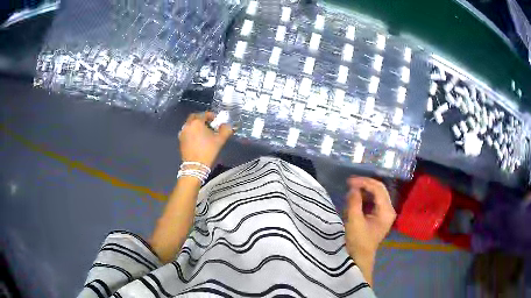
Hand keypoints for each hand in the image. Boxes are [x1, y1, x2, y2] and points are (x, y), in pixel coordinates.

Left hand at [178, 112, 232, 167]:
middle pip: (195, 117)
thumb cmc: (208, 151)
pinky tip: (198, 138)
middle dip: (202, 118)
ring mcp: (182, 133)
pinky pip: (187, 131)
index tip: (216, 120)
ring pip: (190, 124)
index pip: (204, 114)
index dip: (211, 115)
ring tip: (204, 132)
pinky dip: (192, 131)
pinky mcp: (180, 140)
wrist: (195, 166)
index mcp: (197, 122)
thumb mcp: (220, 140)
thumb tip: (227, 125)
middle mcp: (188, 125)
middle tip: (209, 124)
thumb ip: (225, 130)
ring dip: (196, 125)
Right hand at [343, 177, 395, 283]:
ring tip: (351, 189)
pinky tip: (356, 198)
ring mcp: (385, 212)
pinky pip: (374, 200)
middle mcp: (389, 209)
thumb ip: (354, 202)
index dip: (364, 182)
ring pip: (377, 194)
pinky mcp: (380, 215)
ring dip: (365, 190)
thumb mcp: (354, 222)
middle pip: (380, 189)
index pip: (378, 189)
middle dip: (365, 184)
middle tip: (350, 182)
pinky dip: (365, 197)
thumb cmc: (358, 241)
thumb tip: (353, 188)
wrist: (360, 257)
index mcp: (386, 211)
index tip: (349, 181)